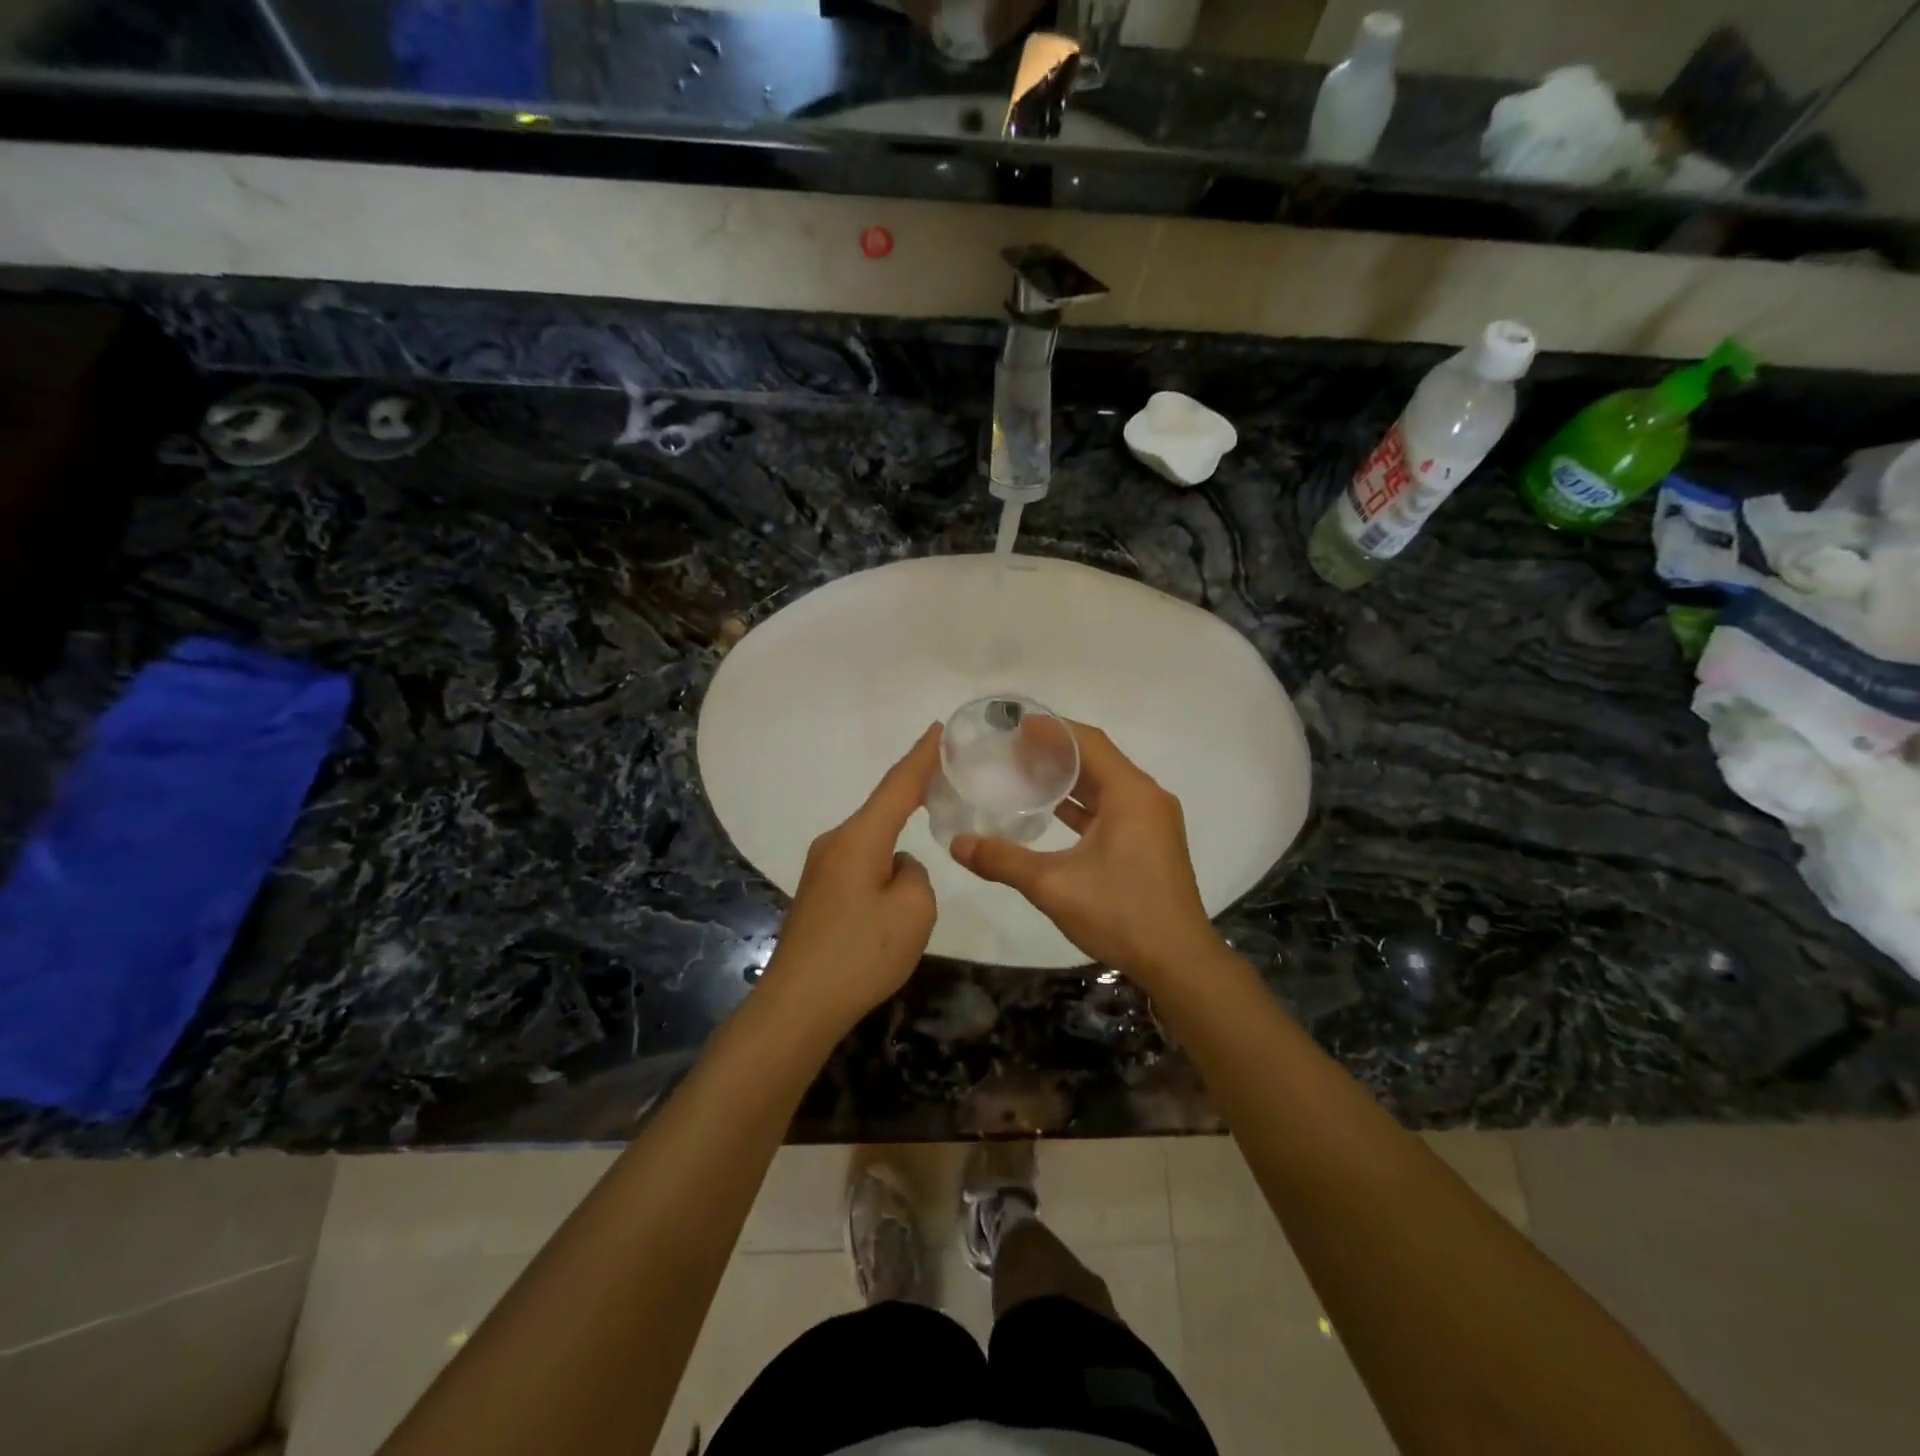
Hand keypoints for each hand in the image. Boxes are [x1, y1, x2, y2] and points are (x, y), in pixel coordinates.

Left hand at [760, 725, 941, 1035]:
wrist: (798, 1005)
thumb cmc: (861, 954)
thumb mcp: (913, 911)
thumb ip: (916, 875)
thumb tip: (898, 868)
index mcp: (859, 839)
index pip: (898, 785)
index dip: (921, 756)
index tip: (938, 727)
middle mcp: (835, 843)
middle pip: (882, 810)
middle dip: (913, 794)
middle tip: (946, 780)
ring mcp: (822, 869)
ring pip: (872, 841)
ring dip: (898, 838)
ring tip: (924, 847)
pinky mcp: (818, 893)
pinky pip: (860, 863)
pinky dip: (883, 862)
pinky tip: (895, 890)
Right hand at [950, 724, 1222, 988]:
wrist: (1178, 962)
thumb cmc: (1120, 914)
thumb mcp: (1053, 885)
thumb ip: (1003, 860)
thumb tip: (957, 844)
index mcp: (1131, 794)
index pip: (1088, 743)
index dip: (1052, 730)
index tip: (1015, 726)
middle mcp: (1146, 798)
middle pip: (1098, 759)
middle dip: (1056, 752)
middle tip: (1012, 750)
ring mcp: (1152, 821)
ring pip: (1105, 785)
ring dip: (1069, 779)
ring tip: (1025, 773)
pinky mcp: (1150, 842)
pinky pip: (1113, 808)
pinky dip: (1083, 804)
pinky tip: (1051, 810)